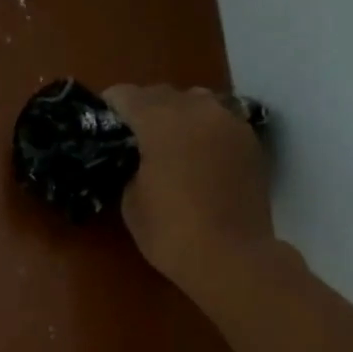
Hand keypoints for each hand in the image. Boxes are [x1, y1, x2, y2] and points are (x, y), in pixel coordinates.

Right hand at [101, 84, 277, 286]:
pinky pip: (219, 121)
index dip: (110, 106)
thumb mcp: (131, 200)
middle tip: (132, 134)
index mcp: (161, 121)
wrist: (233, 257)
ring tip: (168, 141)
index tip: (102, 121)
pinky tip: (196, 155)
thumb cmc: (171, 232)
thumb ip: (131, 166)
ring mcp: (230, 123)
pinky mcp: (250, 142)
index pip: (126, 95)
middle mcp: (198, 110)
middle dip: (144, 108)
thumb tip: (138, 158)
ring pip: (197, 102)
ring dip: (178, 114)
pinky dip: (203, 130)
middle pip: (163, 93)